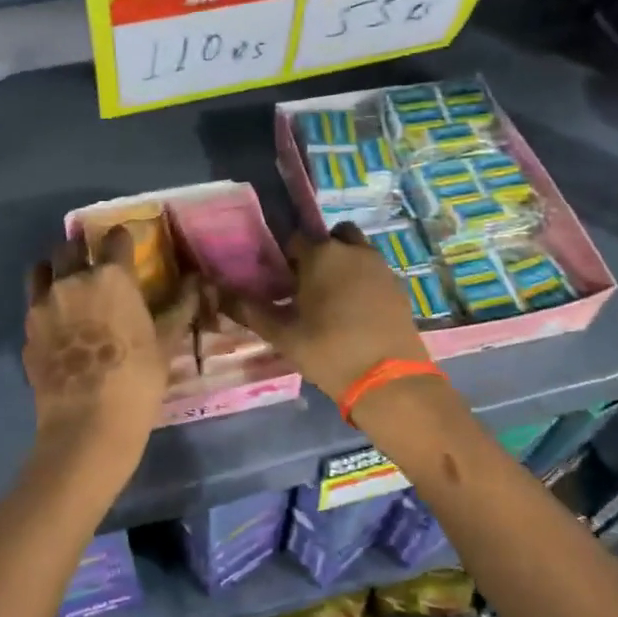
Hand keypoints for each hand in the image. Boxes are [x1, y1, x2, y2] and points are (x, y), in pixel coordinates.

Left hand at [24, 227, 199, 458]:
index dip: (122, 239)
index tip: (126, 246)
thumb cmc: (136, 380)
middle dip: (82, 249)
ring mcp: (43, 305)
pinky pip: (33, 305)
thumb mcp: (164, 342)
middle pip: (70, 246)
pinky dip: (44, 305)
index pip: (115, 239)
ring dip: (55, 270)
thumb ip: (179, 306)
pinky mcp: (27, 331)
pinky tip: (57, 325)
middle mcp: (72, 280)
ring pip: (42, 270)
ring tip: (67, 286)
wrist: (87, 424)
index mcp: (110, 277)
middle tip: (94, 264)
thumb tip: (196, 280)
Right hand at [218, 224, 428, 398]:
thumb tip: (219, 294)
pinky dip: (362, 279)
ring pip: (355, 250)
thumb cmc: (328, 352)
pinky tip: (354, 310)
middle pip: (330, 237)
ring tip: (331, 297)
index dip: (284, 258)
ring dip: (342, 262)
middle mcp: (352, 250)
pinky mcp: (398, 285)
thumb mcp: (283, 335)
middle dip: (317, 253)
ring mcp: (380, 265)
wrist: (388, 379)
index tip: (279, 281)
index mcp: (320, 255)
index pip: (294, 239)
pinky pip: (373, 270)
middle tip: (306, 285)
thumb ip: (251, 311)